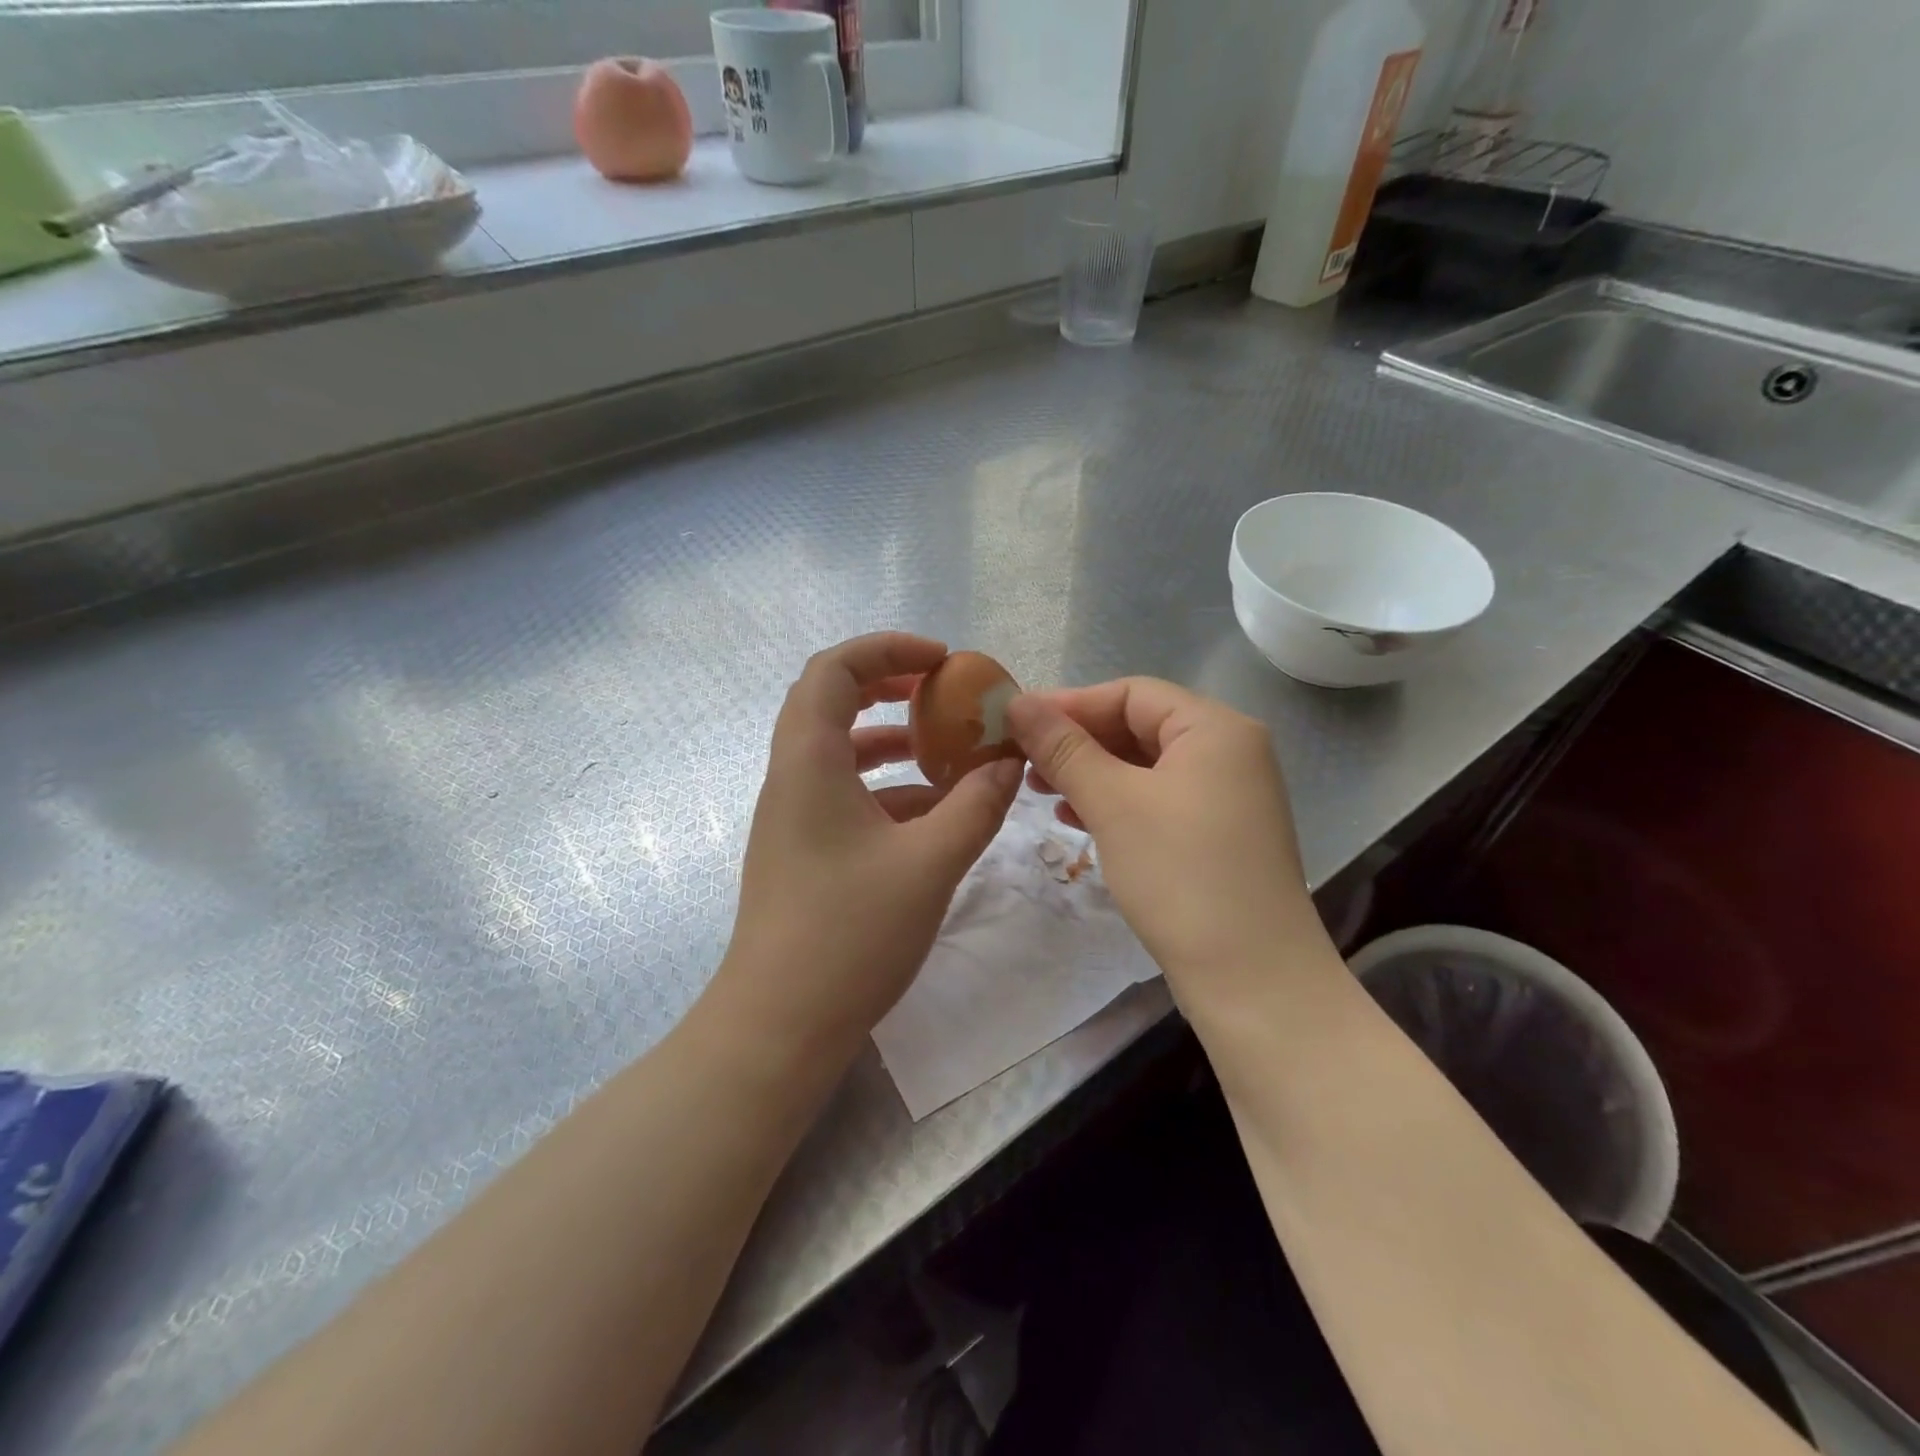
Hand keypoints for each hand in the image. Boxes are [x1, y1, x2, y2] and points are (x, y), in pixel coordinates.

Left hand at [713, 633, 1021, 1056]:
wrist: (780, 1024)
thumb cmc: (850, 934)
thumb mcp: (930, 864)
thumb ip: (975, 805)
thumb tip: (1008, 763)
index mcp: (809, 762)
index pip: (834, 669)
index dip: (887, 648)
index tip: (943, 660)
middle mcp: (791, 777)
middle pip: (830, 700)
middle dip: (888, 684)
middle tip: (941, 690)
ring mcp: (792, 816)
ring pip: (838, 750)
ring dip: (890, 739)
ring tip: (946, 748)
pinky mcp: (802, 849)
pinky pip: (843, 793)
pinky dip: (886, 787)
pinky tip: (932, 811)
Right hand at [1007, 679, 1323, 993]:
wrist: (1254, 979)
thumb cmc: (1181, 876)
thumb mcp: (1113, 804)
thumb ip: (1064, 748)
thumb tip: (1018, 702)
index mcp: (1215, 728)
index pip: (1131, 693)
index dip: (1070, 704)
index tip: (1016, 722)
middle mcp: (1229, 752)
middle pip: (1139, 726)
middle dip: (1078, 742)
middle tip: (1023, 760)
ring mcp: (1227, 796)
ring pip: (1145, 767)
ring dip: (1091, 774)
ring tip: (1040, 791)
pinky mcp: (1219, 835)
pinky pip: (1158, 800)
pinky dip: (1116, 803)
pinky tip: (1076, 819)